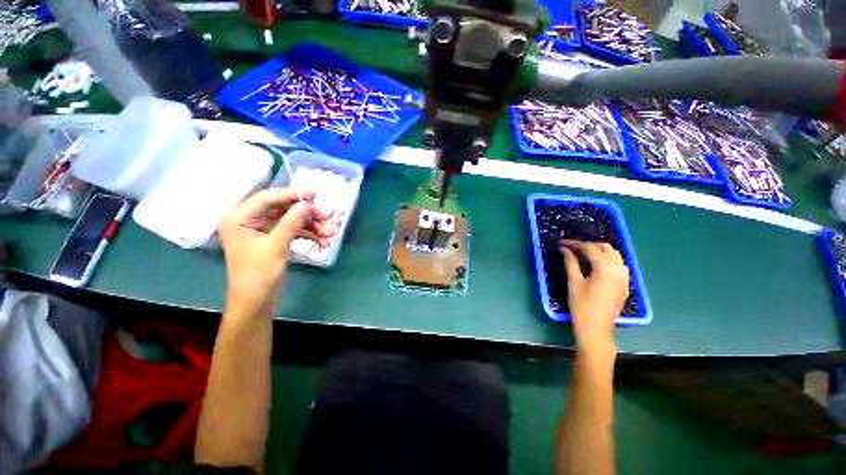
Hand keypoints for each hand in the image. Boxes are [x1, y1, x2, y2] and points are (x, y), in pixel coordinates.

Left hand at [218, 188, 336, 318]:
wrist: (256, 303)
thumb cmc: (258, 275)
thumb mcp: (276, 246)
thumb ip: (291, 222)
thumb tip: (307, 204)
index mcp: (239, 218)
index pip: (267, 198)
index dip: (292, 194)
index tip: (315, 195)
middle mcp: (250, 220)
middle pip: (283, 209)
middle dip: (308, 214)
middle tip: (329, 216)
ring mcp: (263, 230)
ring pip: (292, 220)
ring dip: (313, 226)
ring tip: (331, 233)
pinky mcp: (274, 240)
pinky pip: (294, 231)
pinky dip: (309, 235)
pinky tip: (324, 241)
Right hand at [560, 240, 629, 351]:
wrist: (596, 329)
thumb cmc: (581, 305)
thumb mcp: (573, 282)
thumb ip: (570, 262)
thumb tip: (564, 249)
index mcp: (605, 268)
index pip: (590, 248)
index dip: (574, 243)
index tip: (561, 243)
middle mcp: (618, 269)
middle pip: (605, 248)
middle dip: (588, 244)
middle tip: (571, 247)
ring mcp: (624, 277)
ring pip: (614, 255)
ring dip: (599, 250)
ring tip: (582, 253)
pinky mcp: (625, 284)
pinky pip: (619, 264)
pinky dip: (607, 259)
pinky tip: (597, 264)